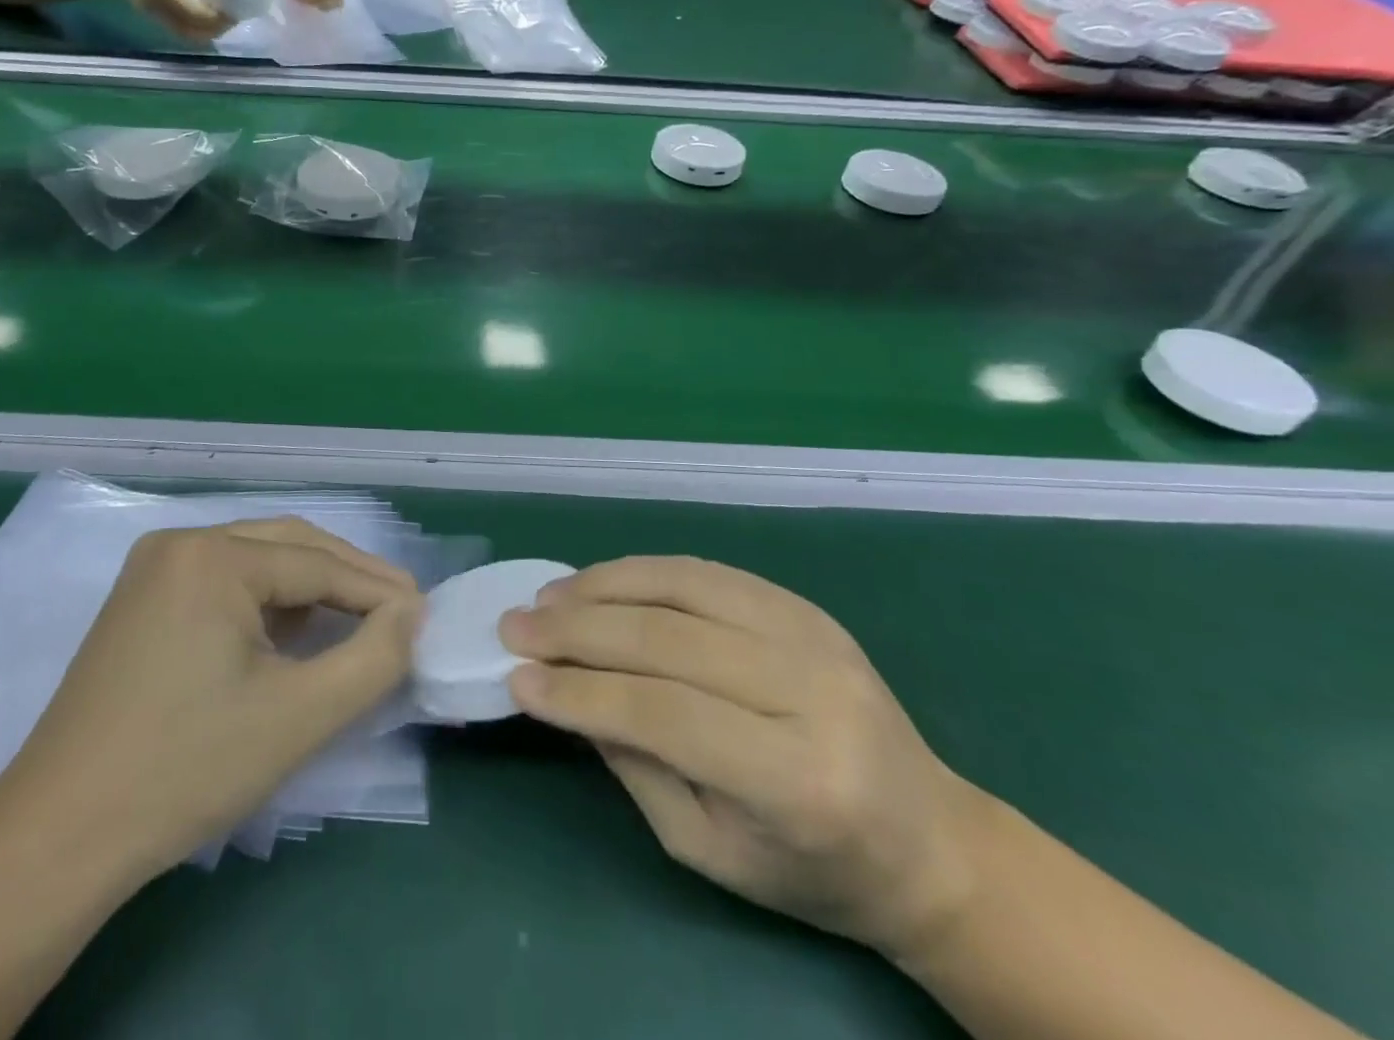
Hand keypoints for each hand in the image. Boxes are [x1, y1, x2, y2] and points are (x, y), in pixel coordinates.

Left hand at [0, 518, 421, 887]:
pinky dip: (271, 604)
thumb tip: (411, 614)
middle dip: (350, 579)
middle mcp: (181, 543)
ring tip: (361, 621)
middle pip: (289, 547)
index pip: (318, 564)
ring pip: (259, 563)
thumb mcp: (299, 717)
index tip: (425, 615)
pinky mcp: (143, 601)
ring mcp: (155, 570)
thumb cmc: (186, 768)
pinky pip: (227, 583)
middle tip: (402, 611)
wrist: (59, 837)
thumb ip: (373, 659)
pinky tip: (296, 633)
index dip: (378, 590)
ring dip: (313, 588)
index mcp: (211, 556)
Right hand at [93, 0, 231, 41]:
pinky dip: (199, 31)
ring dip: (210, 32)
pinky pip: (183, 34)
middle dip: (219, 27)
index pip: (199, 12)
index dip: (220, 15)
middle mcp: (161, 9)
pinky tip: (207, 19)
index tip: (236, 9)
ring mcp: (157, 18)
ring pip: (191, 36)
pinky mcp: (156, 22)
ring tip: (223, 18)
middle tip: (234, 15)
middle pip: (197, 30)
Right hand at [501, 557, 985, 959]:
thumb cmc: (812, 871)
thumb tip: (567, 693)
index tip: (517, 678)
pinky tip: (602, 581)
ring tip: (549, 595)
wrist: (927, 841)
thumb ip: (636, 766)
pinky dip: (644, 572)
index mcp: (797, 778)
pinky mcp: (806, 607)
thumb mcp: (710, 850)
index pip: (664, 713)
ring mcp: (813, 635)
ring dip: (604, 585)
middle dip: (578, 629)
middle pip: (669, 638)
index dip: (581, 692)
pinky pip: (708, 572)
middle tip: (515, 625)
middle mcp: (809, 690)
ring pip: (685, 587)